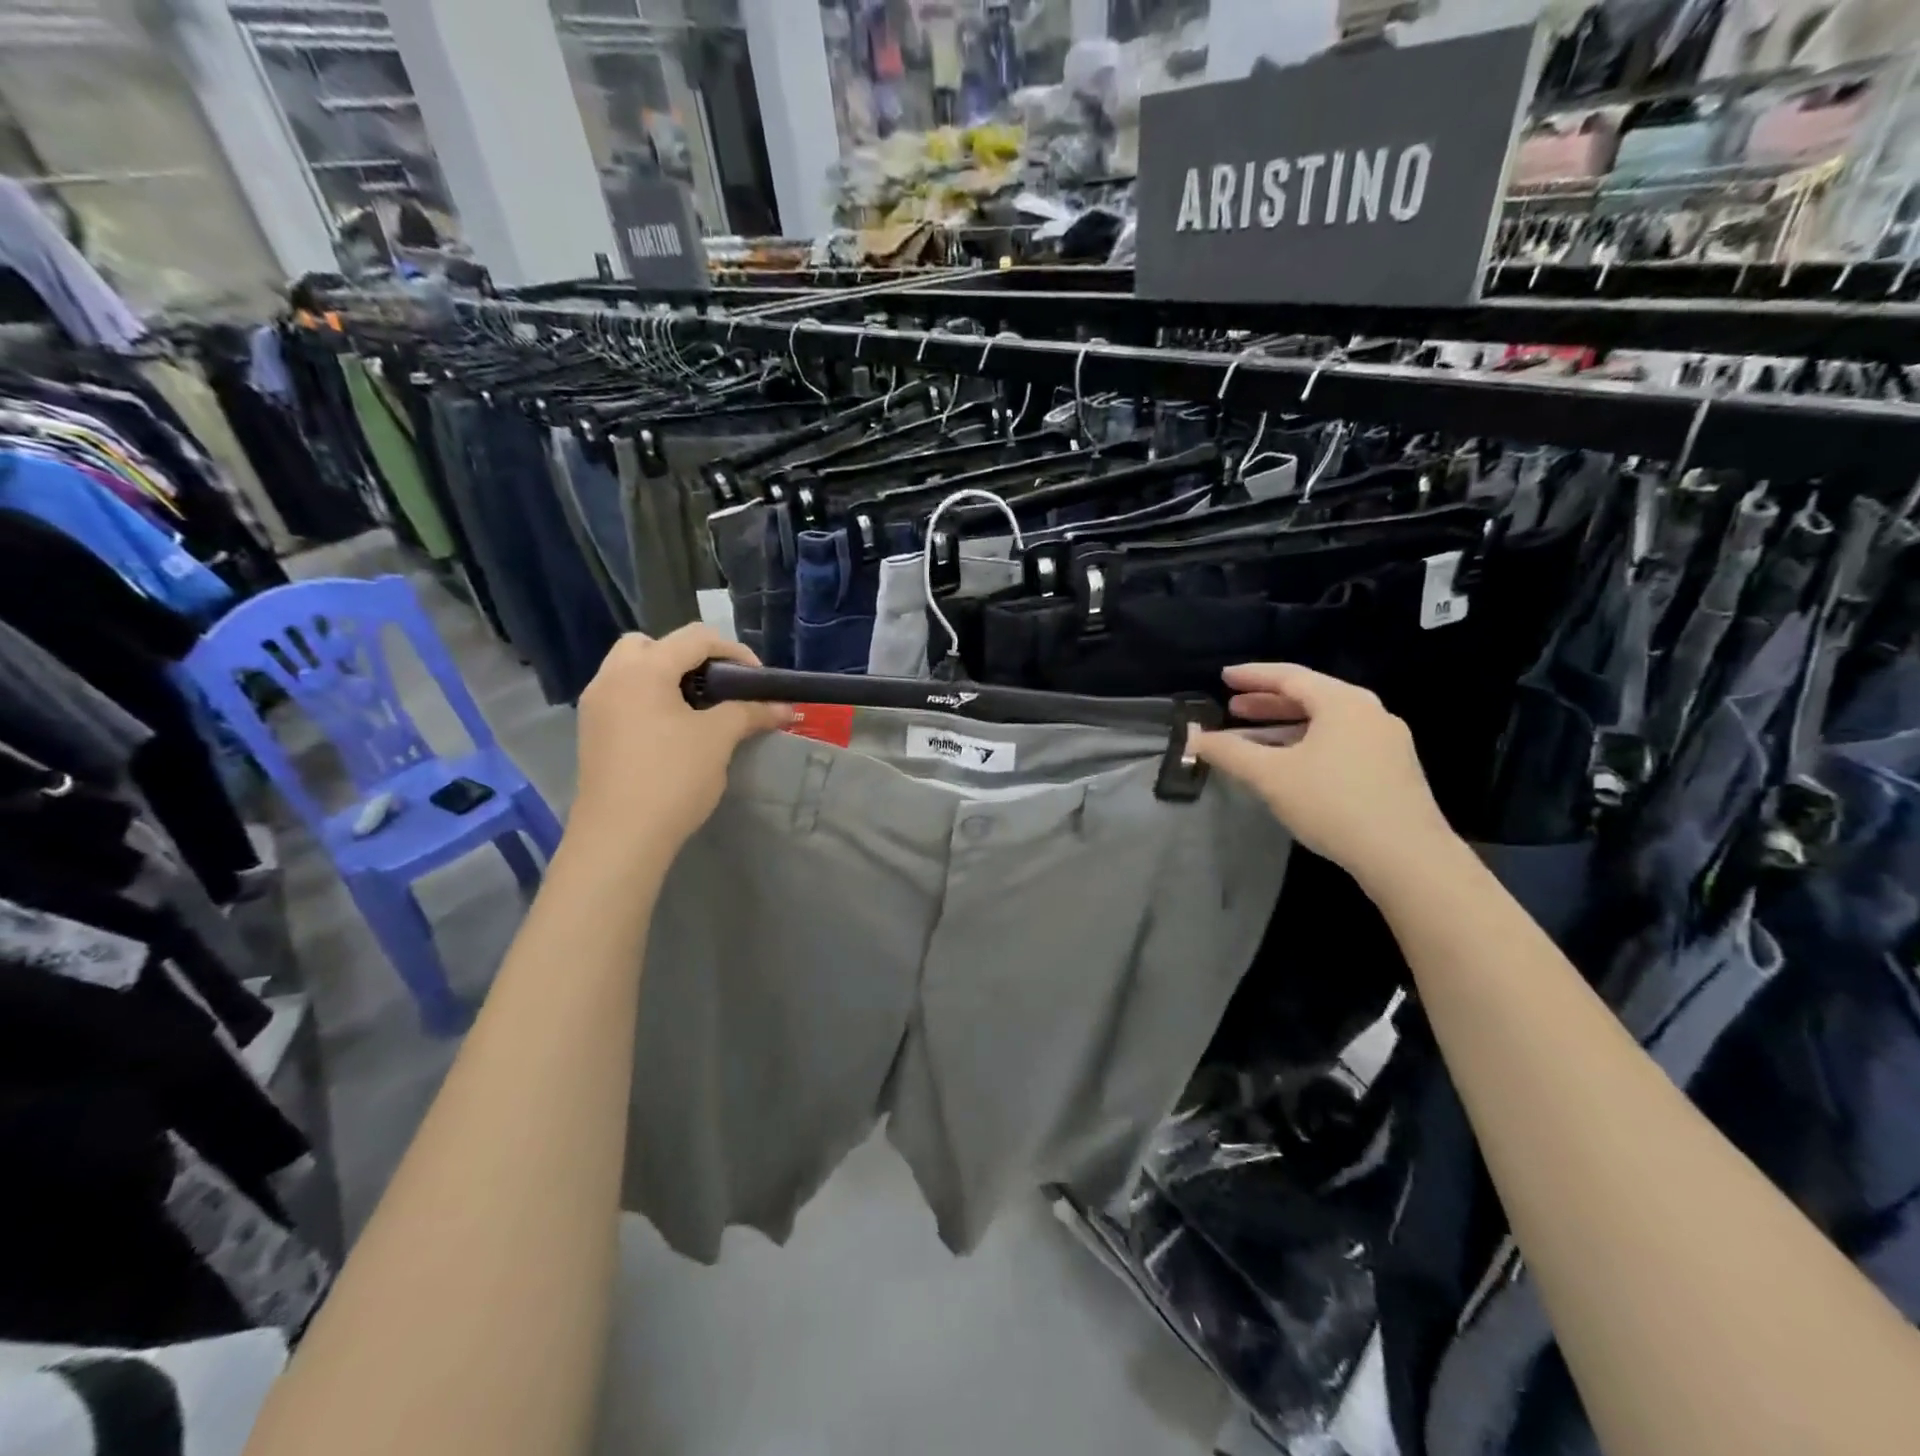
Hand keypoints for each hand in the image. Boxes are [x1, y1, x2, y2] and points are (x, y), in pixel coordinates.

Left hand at [566, 627, 789, 862]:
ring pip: (633, 670)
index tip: (758, 681)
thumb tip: (784, 707)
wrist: (620, 837)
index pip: (695, 638)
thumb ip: (750, 712)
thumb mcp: (718, 738)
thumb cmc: (672, 778)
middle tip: (716, 686)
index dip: (734, 652)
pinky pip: (624, 697)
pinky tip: (672, 731)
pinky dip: (650, 699)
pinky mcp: (592, 732)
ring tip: (697, 708)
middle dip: (689, 658)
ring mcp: (596, 706)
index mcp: (643, 669)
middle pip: (652, 644)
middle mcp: (612, 677)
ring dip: (667, 678)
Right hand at [1193, 663, 1454, 884]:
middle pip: (1310, 697)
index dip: (1252, 676)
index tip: (1224, 676)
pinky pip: (1340, 744)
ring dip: (1285, 728)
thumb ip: (1229, 752)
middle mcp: (1369, 713)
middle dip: (1267, 704)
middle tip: (1233, 708)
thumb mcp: (1271, 775)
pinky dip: (1308, 746)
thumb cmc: (1333, 802)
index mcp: (1343, 702)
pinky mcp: (1392, 770)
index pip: (1290, 676)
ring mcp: (1386, 742)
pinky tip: (1290, 767)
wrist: (1407, 856)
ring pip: (1325, 724)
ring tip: (1252, 740)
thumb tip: (1194, 737)